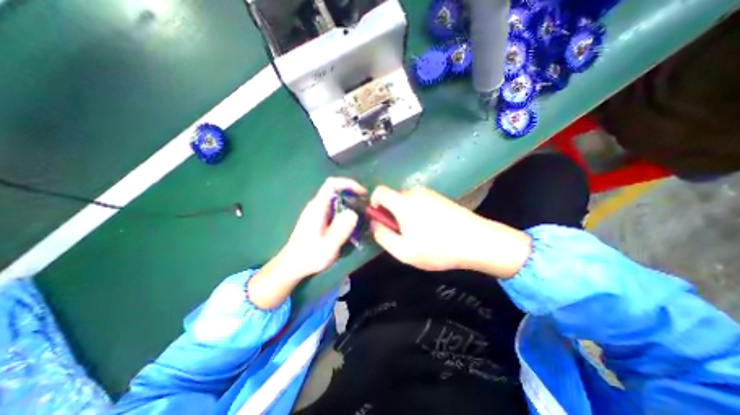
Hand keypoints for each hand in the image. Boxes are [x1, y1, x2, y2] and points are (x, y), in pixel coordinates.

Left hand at [248, 177, 362, 308]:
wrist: (291, 265)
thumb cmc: (309, 256)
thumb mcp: (328, 246)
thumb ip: (341, 229)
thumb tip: (353, 212)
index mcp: (317, 207)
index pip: (332, 184)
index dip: (348, 183)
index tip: (362, 193)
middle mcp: (316, 205)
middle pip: (335, 190)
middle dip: (352, 194)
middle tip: (365, 206)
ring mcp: (316, 212)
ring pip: (335, 199)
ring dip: (349, 203)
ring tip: (361, 215)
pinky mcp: (317, 219)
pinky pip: (333, 208)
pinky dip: (344, 211)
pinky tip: (350, 223)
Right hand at [371, 185, 532, 277]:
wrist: (477, 241)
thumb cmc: (437, 248)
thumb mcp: (403, 251)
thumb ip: (382, 236)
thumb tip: (374, 223)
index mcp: (403, 202)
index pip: (379, 191)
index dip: (373, 203)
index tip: (380, 219)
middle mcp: (415, 192)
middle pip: (393, 198)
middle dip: (391, 213)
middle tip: (401, 234)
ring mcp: (430, 193)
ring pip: (407, 201)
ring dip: (405, 215)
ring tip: (417, 234)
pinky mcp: (440, 197)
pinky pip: (420, 202)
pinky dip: (417, 213)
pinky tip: (430, 229)